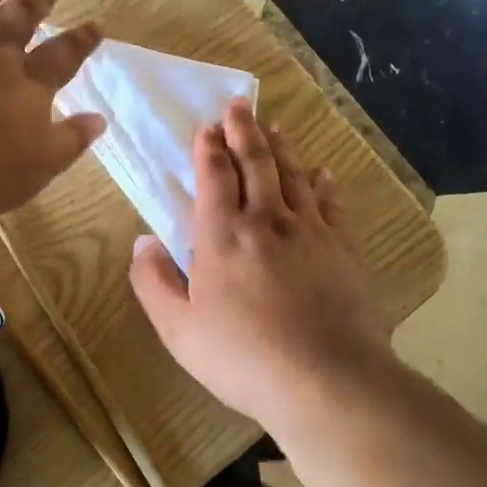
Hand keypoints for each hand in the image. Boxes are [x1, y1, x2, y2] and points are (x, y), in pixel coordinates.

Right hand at [129, 102, 392, 434]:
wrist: (326, 380)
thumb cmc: (242, 356)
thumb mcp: (178, 328)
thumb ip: (154, 282)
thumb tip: (142, 242)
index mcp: (222, 235)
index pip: (215, 176)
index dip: (210, 148)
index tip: (207, 127)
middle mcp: (266, 220)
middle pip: (256, 162)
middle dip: (244, 131)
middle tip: (238, 107)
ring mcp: (310, 232)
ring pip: (293, 175)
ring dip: (281, 148)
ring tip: (273, 127)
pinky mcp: (344, 249)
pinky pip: (331, 204)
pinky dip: (324, 183)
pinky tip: (322, 172)